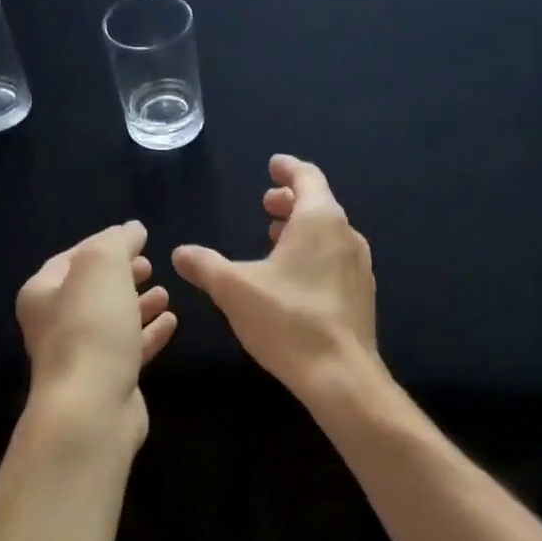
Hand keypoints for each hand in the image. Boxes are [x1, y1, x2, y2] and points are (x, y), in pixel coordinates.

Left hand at [17, 221, 177, 446]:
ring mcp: (82, 356)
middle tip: (149, 266)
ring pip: (113, 322)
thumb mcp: (102, 266)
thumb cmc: (90, 327)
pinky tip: (171, 322)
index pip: (71, 259)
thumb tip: (132, 230)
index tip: (136, 239)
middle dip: (121, 277)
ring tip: (165, 293)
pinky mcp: (108, 381)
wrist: (92, 405)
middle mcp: (55, 324)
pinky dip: (148, 334)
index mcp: (42, 294)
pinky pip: (129, 349)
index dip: (102, 245)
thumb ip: (117, 242)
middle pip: (92, 292)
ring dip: (138, 305)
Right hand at [172, 155, 378, 404]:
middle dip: (291, 201)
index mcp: (320, 221)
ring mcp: (359, 267)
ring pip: (330, 234)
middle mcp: (347, 236)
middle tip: (266, 205)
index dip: (287, 169)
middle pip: (320, 205)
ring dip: (302, 230)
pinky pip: (336, 260)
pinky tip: (296, 278)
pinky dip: (315, 254)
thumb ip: (205, 266)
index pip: (307, 177)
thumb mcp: (234, 290)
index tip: (272, 165)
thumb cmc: (288, 321)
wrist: (340, 374)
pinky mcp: (361, 295)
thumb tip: (180, 253)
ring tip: (276, 239)